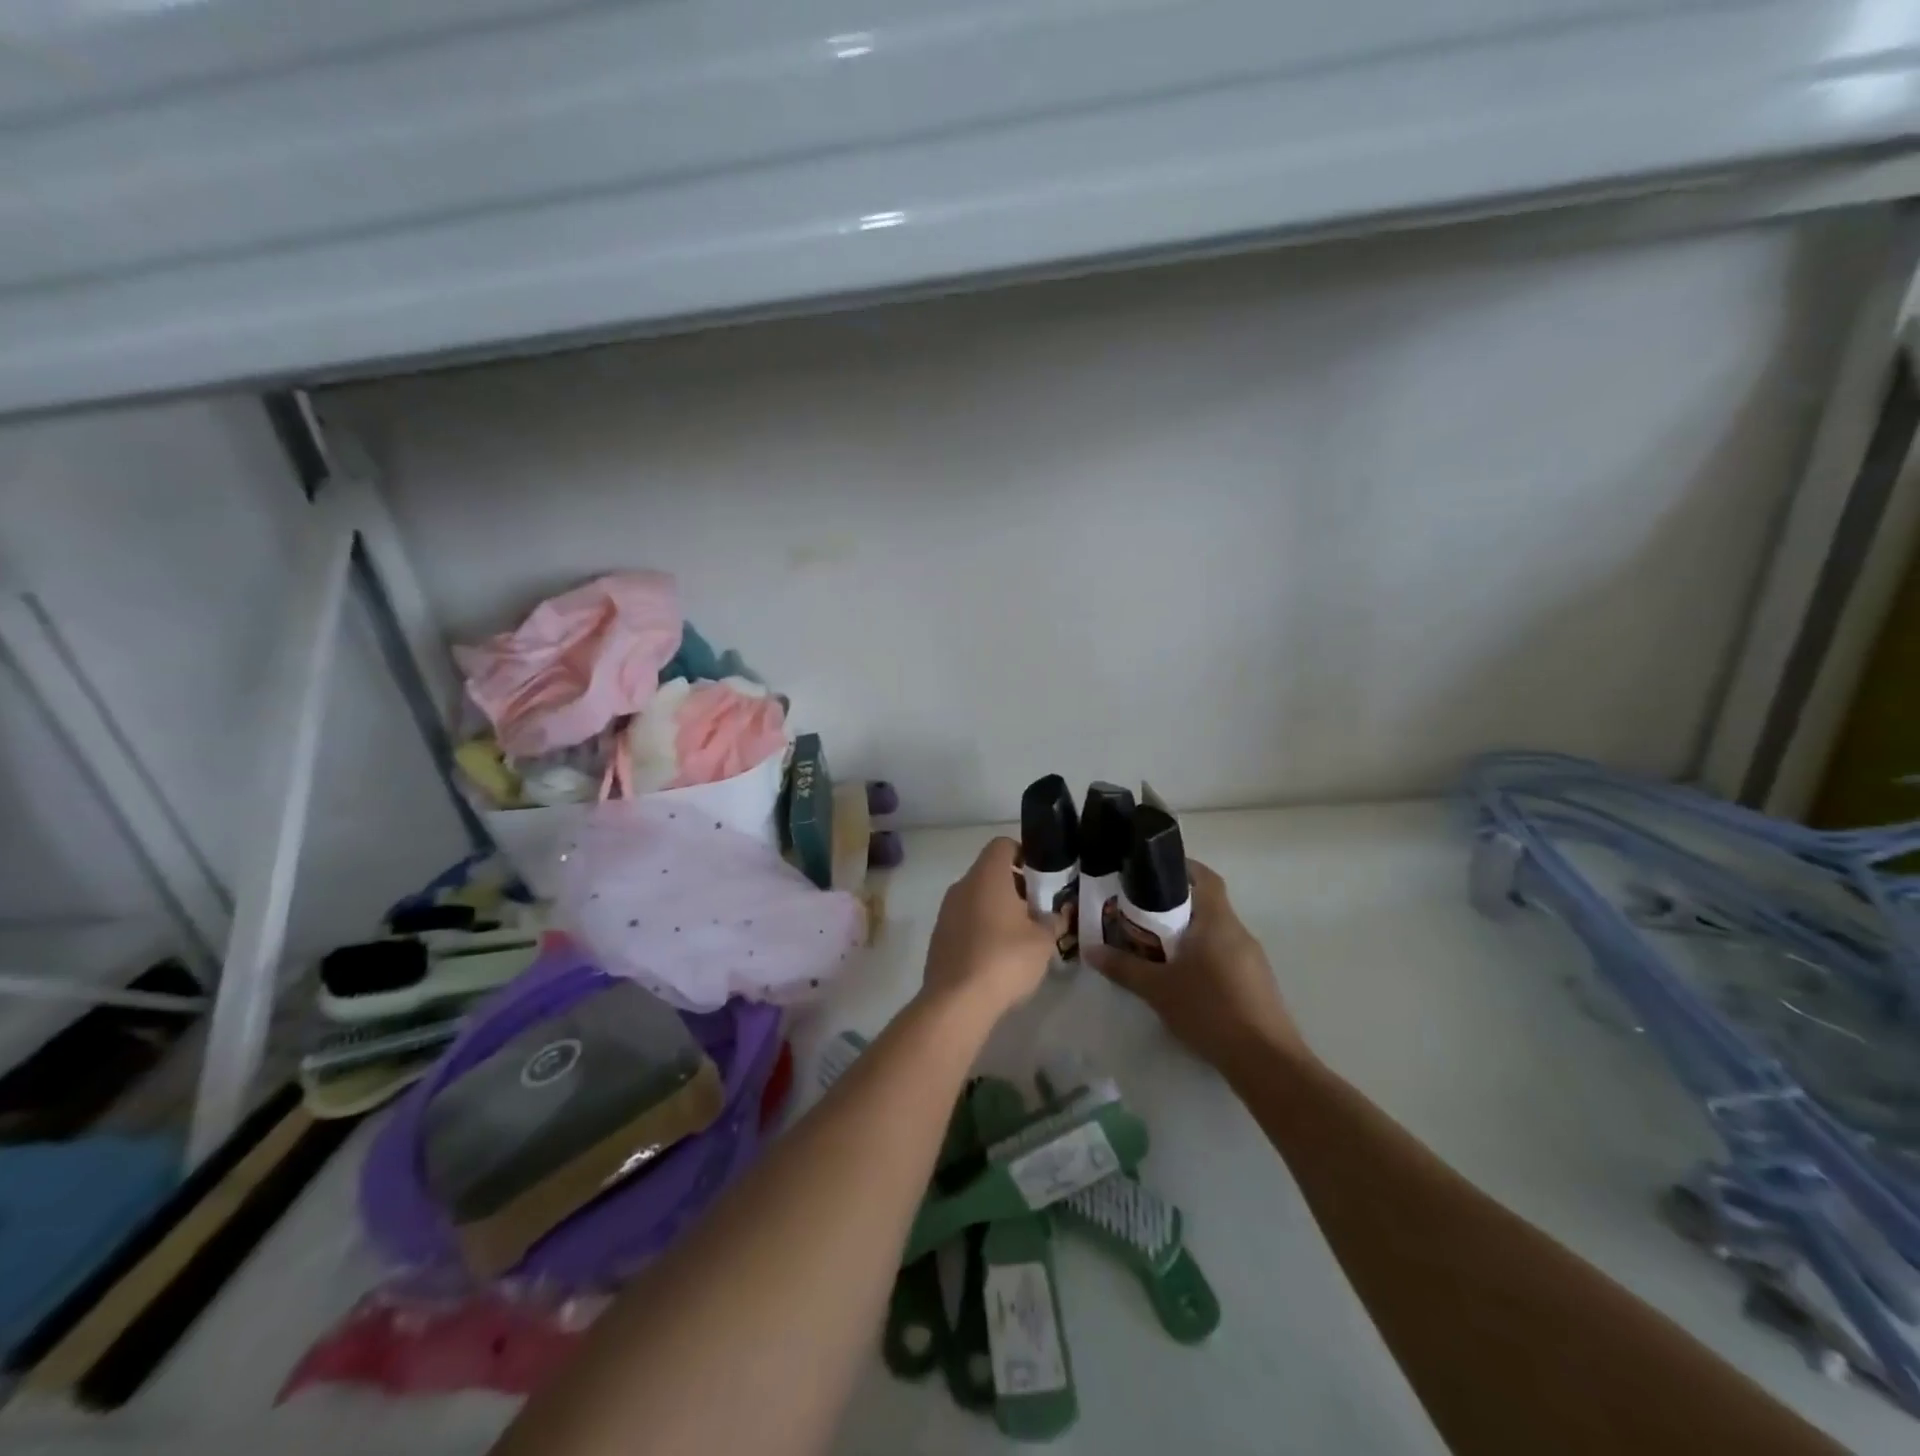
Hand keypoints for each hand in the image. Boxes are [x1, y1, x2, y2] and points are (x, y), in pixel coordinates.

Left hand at [921, 837, 1062, 1020]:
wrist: (956, 1001)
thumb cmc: (1005, 959)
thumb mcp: (1043, 941)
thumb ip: (1052, 921)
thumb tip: (1054, 915)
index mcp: (987, 876)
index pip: (1003, 844)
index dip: (1024, 853)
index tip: (1041, 877)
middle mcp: (962, 885)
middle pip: (990, 872)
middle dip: (1015, 886)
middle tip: (1037, 911)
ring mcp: (946, 911)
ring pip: (977, 897)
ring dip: (998, 909)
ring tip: (1020, 936)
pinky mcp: (939, 936)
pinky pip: (965, 920)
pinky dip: (981, 928)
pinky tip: (997, 955)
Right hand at [1086, 860, 1309, 1072]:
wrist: (1265, 1061)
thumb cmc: (1209, 1010)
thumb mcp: (1157, 989)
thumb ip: (1124, 967)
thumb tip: (1090, 950)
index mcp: (1217, 921)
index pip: (1205, 877)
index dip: (1182, 868)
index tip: (1152, 873)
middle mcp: (1238, 932)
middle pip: (1207, 904)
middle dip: (1174, 905)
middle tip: (1140, 914)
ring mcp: (1252, 958)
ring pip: (1215, 932)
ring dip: (1188, 934)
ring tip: (1156, 947)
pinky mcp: (1256, 983)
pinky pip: (1225, 955)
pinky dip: (1203, 956)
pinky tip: (1183, 979)